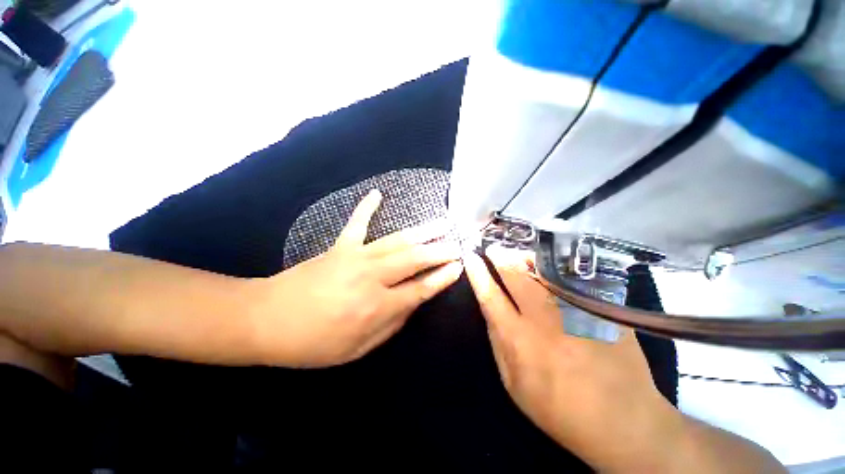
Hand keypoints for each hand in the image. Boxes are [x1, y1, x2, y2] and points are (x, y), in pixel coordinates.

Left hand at [249, 189, 462, 367]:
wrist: (266, 320)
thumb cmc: (313, 343)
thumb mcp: (357, 349)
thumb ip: (391, 325)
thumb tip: (412, 304)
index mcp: (377, 307)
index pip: (420, 289)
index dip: (442, 278)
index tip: (459, 266)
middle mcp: (372, 277)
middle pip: (414, 260)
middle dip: (440, 250)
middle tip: (458, 243)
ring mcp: (356, 257)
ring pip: (397, 241)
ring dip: (422, 231)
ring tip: (442, 222)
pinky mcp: (340, 246)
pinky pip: (357, 223)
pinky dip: (367, 207)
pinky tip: (377, 193)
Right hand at [463, 249, 680, 470]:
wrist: (622, 421)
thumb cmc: (558, 407)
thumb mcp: (513, 383)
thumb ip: (497, 342)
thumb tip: (489, 309)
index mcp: (519, 339)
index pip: (491, 295)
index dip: (478, 273)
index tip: (471, 258)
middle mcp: (545, 319)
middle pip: (517, 274)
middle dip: (501, 256)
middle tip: (494, 248)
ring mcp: (576, 310)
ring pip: (545, 270)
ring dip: (526, 257)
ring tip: (518, 253)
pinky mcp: (601, 309)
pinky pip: (574, 277)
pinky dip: (557, 266)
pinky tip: (550, 264)